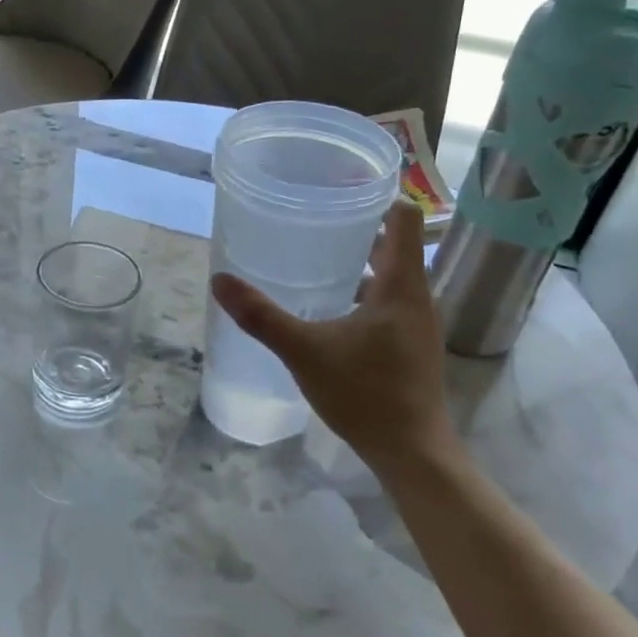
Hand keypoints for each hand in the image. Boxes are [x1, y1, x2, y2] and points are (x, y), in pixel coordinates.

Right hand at [211, 201, 456, 474]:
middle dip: (358, 229)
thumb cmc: (364, 393)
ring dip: (361, 264)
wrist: (410, 451)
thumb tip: (219, 280)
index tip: (343, 186)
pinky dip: (364, 294)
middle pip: (394, 245)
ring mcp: (418, 324)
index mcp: (401, 285)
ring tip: (317, 258)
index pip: (403, 217)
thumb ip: (262, 316)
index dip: (378, 195)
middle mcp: (417, 296)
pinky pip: (389, 304)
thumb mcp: (304, 351)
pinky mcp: (412, 347)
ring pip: (391, 277)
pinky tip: (332, 310)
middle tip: (314, 219)